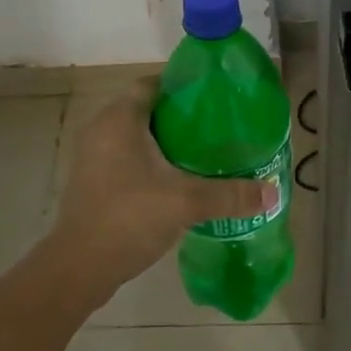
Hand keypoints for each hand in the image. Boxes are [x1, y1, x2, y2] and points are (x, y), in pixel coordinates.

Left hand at [45, 77, 275, 298]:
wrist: (78, 268)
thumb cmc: (129, 218)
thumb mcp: (187, 202)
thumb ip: (230, 195)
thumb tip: (272, 192)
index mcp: (120, 119)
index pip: (152, 83)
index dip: (182, 85)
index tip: (213, 97)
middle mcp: (101, 129)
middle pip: (145, 108)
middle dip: (179, 115)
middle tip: (215, 126)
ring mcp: (93, 157)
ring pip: (134, 135)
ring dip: (164, 140)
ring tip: (202, 151)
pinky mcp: (92, 181)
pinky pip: (125, 157)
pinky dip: (149, 161)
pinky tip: (176, 179)